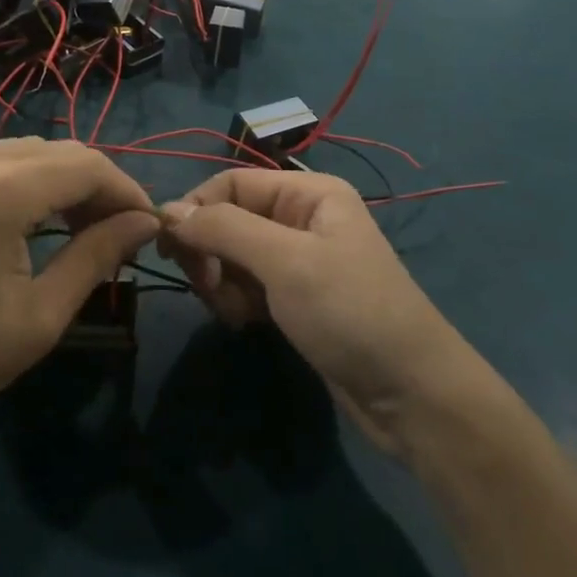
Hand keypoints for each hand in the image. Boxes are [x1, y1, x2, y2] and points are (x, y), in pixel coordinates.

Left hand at [0, 139, 158, 442]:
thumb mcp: (36, 318)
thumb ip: (95, 259)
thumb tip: (143, 224)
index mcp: (3, 190)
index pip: (89, 166)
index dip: (128, 192)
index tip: (148, 228)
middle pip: (60, 151)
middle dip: (99, 186)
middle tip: (117, 233)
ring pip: (25, 151)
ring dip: (61, 180)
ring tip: (77, 228)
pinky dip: (23, 179)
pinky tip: (25, 220)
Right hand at [160, 171, 481, 457]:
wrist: (410, 394)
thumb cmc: (350, 311)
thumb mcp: (285, 262)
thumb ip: (223, 229)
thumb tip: (167, 211)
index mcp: (308, 193)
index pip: (231, 182)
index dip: (197, 209)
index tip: (169, 248)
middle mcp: (301, 218)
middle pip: (228, 218)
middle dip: (210, 251)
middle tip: (207, 287)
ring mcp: (297, 259)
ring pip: (232, 255)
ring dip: (223, 282)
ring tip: (237, 312)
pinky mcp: (294, 297)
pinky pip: (247, 284)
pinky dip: (237, 301)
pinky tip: (246, 323)